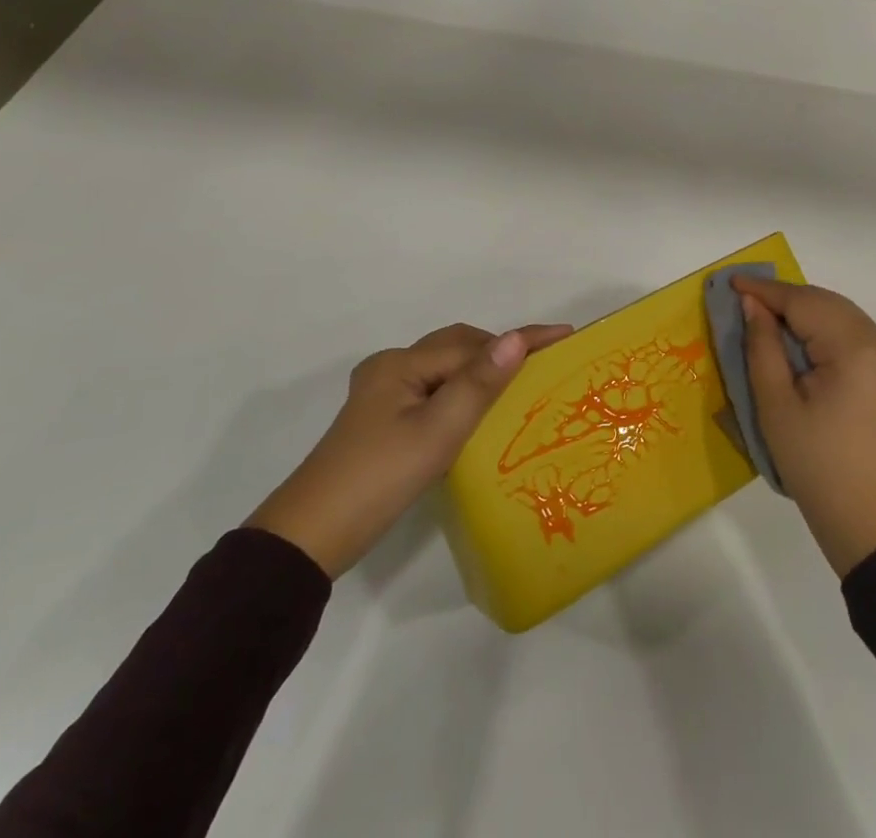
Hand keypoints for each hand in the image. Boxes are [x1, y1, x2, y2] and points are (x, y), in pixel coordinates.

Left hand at [247, 320, 572, 577]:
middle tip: (543, 365)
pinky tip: (478, 412)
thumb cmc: (378, 479)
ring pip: (444, 369)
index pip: (474, 344)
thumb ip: (478, 383)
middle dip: (500, 350)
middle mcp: (391, 369)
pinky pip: (433, 390)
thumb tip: (515, 339)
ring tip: (519, 386)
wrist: (310, 539)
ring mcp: (382, 396)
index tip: (565, 335)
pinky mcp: (380, 422)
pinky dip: (461, 392)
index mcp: (401, 364)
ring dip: (481, 371)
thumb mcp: (437, 432)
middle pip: (457, 347)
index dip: (521, 339)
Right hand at [735, 278, 875, 578]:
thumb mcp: (777, 407)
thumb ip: (763, 348)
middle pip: (827, 304)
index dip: (765, 291)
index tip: (731, 282)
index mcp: (855, 347)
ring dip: (807, 315)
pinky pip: (857, 341)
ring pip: (844, 319)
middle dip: (786, 299)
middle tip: (746, 300)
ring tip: (769, 321)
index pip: (804, 302)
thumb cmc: (820, 468)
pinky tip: (804, 348)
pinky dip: (827, 334)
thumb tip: (753, 306)